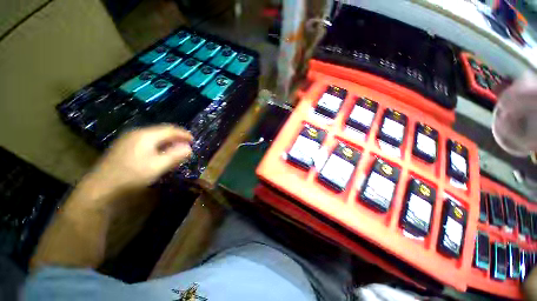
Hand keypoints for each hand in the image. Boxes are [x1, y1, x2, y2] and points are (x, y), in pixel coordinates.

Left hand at [83, 125, 192, 194]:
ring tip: (177, 149)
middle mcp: (137, 133)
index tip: (193, 140)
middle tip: (187, 145)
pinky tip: (161, 153)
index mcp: (146, 135)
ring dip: (168, 141)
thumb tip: (189, 148)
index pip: (170, 130)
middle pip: (162, 131)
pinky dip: (159, 145)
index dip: (183, 134)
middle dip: (176, 137)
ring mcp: (129, 140)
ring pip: (154, 137)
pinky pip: (147, 142)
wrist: (101, 188)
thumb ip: (176, 155)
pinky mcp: (125, 147)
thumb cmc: (132, 175)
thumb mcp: (158, 166)